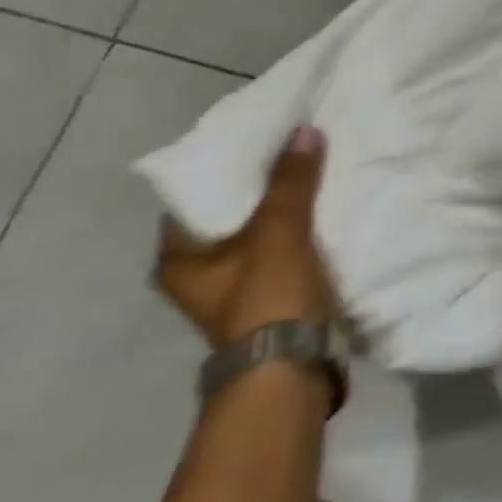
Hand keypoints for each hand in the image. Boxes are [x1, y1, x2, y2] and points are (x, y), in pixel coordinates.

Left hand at [154, 126, 336, 350]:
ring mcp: (234, 294)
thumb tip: (304, 130)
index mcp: (178, 260)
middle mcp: (197, 277)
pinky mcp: (268, 305)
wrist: (292, 371)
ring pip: (259, 238)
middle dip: (262, 189)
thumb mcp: (279, 230)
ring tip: (312, 177)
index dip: (224, 168)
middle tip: (291, 154)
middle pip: (230, 218)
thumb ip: (291, 181)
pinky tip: (323, 215)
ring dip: (284, 214)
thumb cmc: (267, 297)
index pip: (194, 198)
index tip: (256, 141)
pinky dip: (299, 237)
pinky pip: (282, 256)